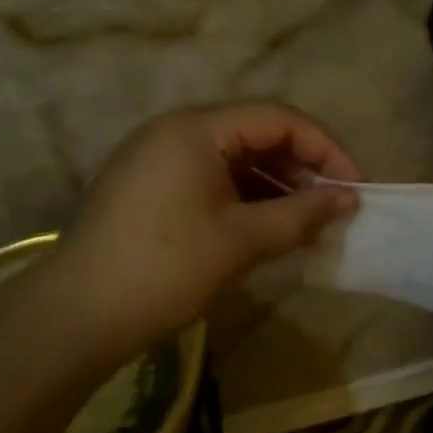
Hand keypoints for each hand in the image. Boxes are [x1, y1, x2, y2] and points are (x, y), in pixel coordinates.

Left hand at [52, 102, 359, 349]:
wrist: (77, 315)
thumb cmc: (166, 268)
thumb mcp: (242, 241)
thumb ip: (301, 214)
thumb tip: (348, 199)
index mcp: (196, 128)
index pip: (278, 118)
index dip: (325, 148)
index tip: (354, 187)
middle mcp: (174, 130)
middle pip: (254, 133)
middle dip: (300, 167)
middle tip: (331, 207)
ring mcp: (155, 158)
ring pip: (232, 158)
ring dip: (273, 185)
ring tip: (303, 223)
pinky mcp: (146, 187)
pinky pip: (208, 178)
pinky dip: (242, 198)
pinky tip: (263, 228)